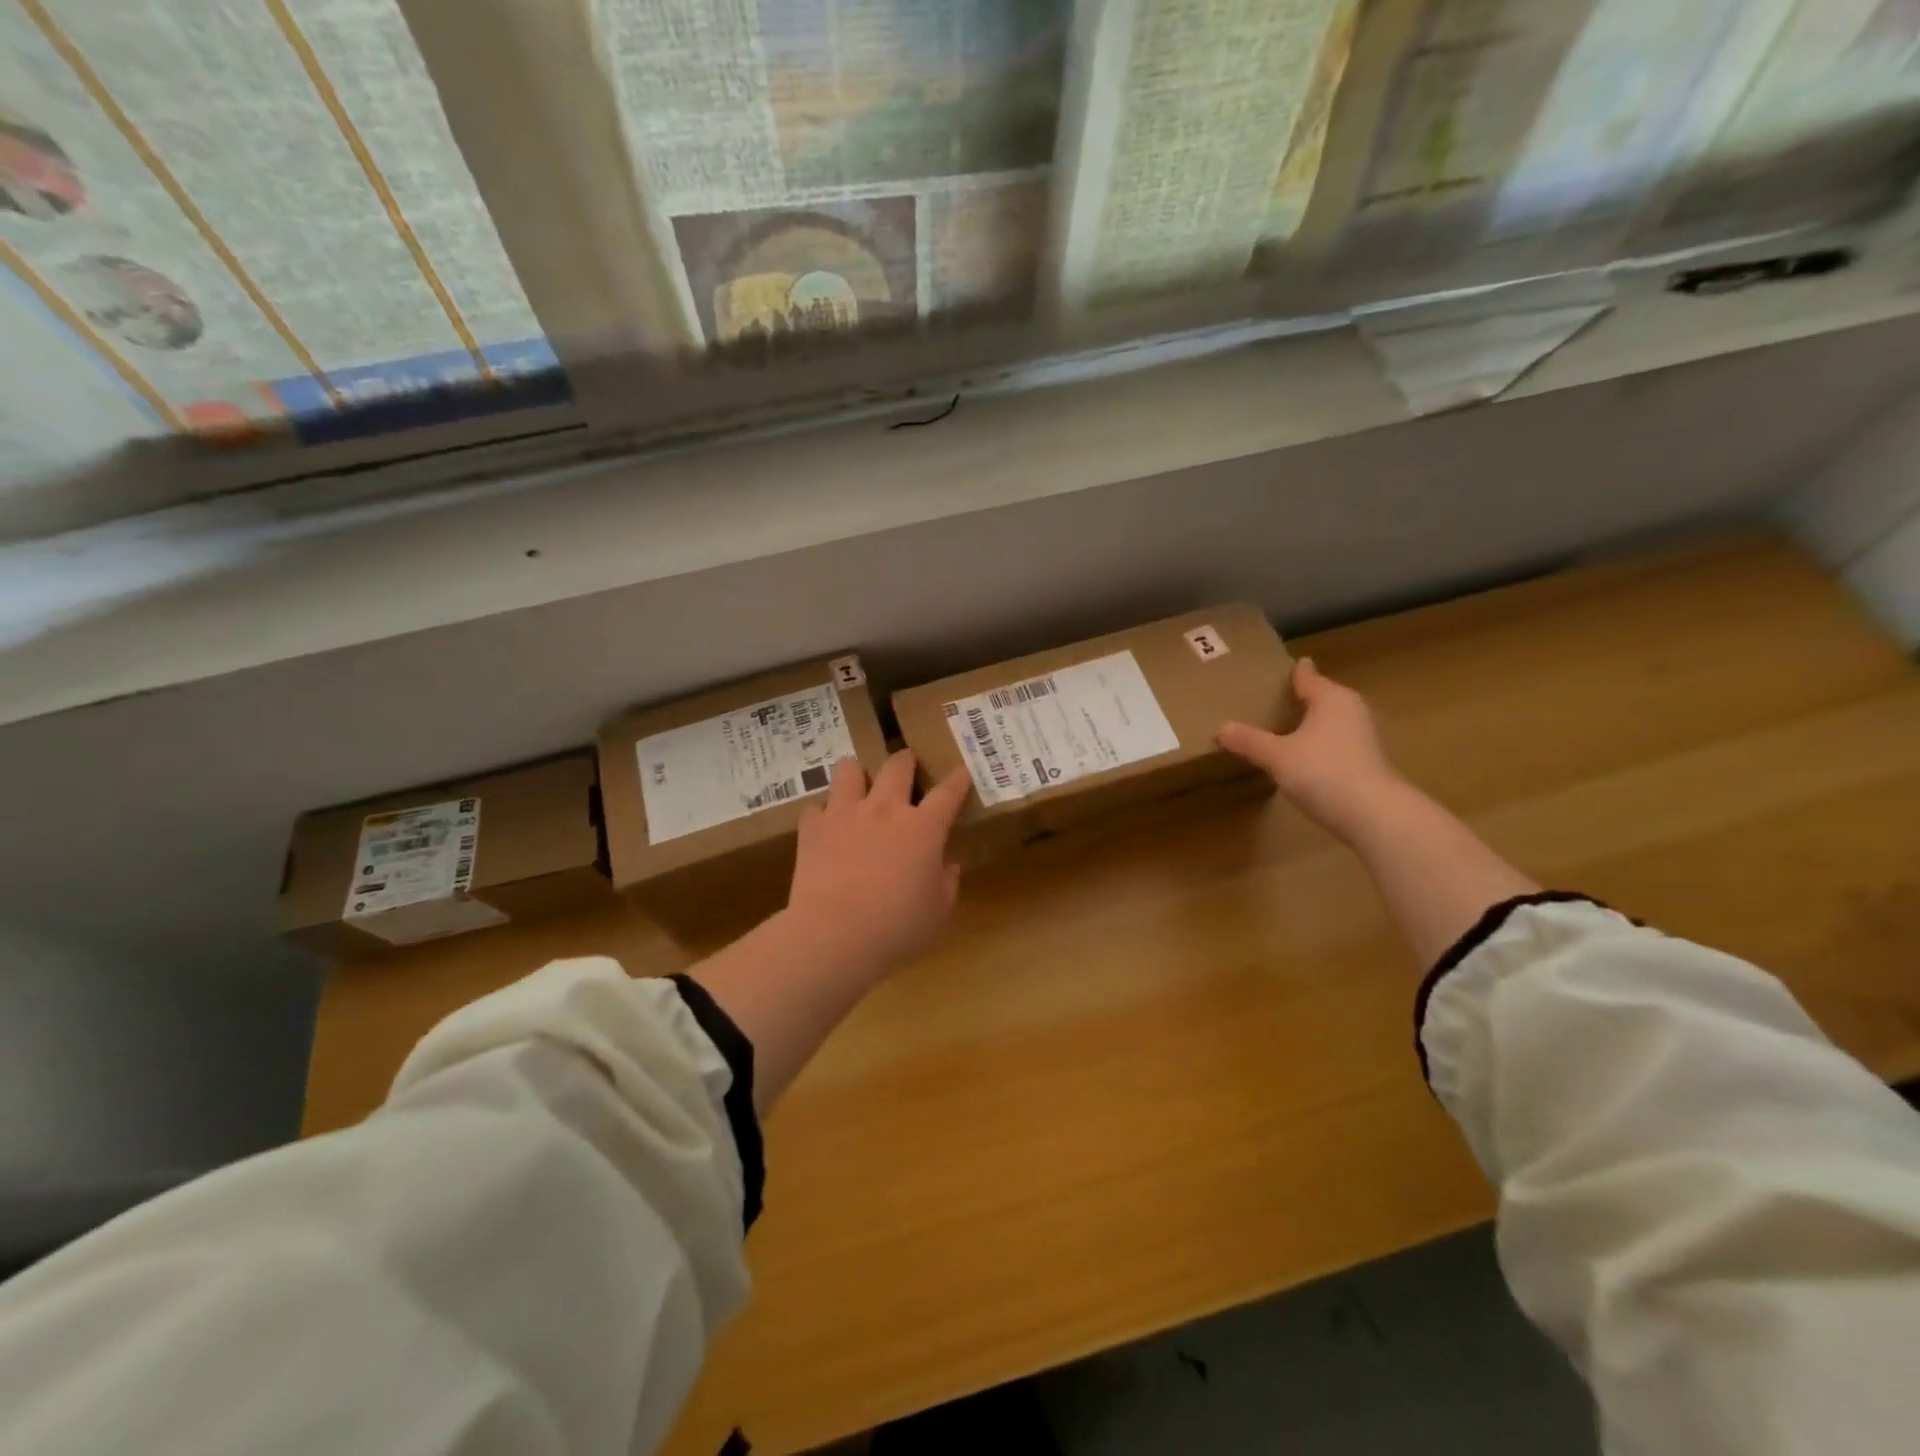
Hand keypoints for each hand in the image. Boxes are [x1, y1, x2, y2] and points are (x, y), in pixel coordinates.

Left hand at [787, 751, 970, 975]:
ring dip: (857, 773)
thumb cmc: (898, 926)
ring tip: (858, 784)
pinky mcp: (812, 828)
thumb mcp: (938, 910)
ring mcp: (845, 813)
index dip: (957, 780)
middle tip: (907, 763)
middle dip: (906, 760)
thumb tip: (949, 866)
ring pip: (849, 769)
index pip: (948, 792)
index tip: (961, 771)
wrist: (836, 935)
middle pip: (898, 766)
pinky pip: (816, 806)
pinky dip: (823, 813)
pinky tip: (826, 826)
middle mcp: (885, 809)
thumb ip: (947, 882)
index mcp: (923, 827)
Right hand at [1217, 658, 1406, 841]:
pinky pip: (1335, 742)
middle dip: (1298, 698)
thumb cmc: (1323, 772)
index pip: (1307, 675)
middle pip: (1321, 696)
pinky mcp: (1367, 761)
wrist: (1374, 814)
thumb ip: (1249, 741)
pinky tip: (1302, 756)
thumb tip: (1220, 728)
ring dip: (1309, 723)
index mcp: (1330, 697)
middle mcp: (1351, 709)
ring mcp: (1363, 736)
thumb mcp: (1277, 756)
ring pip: (1330, 720)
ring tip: (1281, 728)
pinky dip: (1319, 744)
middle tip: (1269, 700)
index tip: (1279, 666)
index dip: (1292, 671)